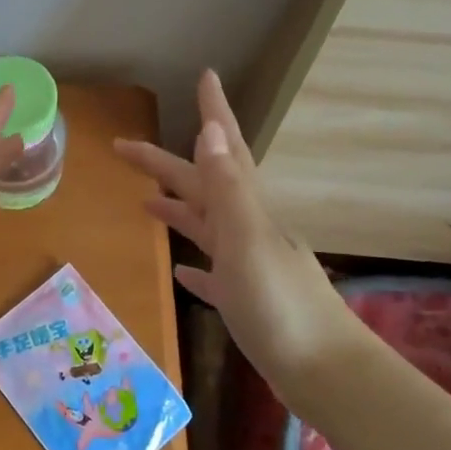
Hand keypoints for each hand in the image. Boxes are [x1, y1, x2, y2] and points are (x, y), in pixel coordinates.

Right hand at [114, 70, 364, 415]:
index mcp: (247, 210)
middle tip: (124, 147)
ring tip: (145, 200)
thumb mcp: (248, 240)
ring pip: (206, 226)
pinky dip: (196, 266)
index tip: (205, 76)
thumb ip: (228, 188)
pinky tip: (182, 272)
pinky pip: (214, 274)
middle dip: (165, 163)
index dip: (215, 112)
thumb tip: (210, 130)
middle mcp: (248, 230)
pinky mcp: (246, 301)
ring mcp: (248, 266)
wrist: (325, 373)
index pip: (225, 151)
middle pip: (201, 186)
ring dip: (178, 208)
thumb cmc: (281, 305)